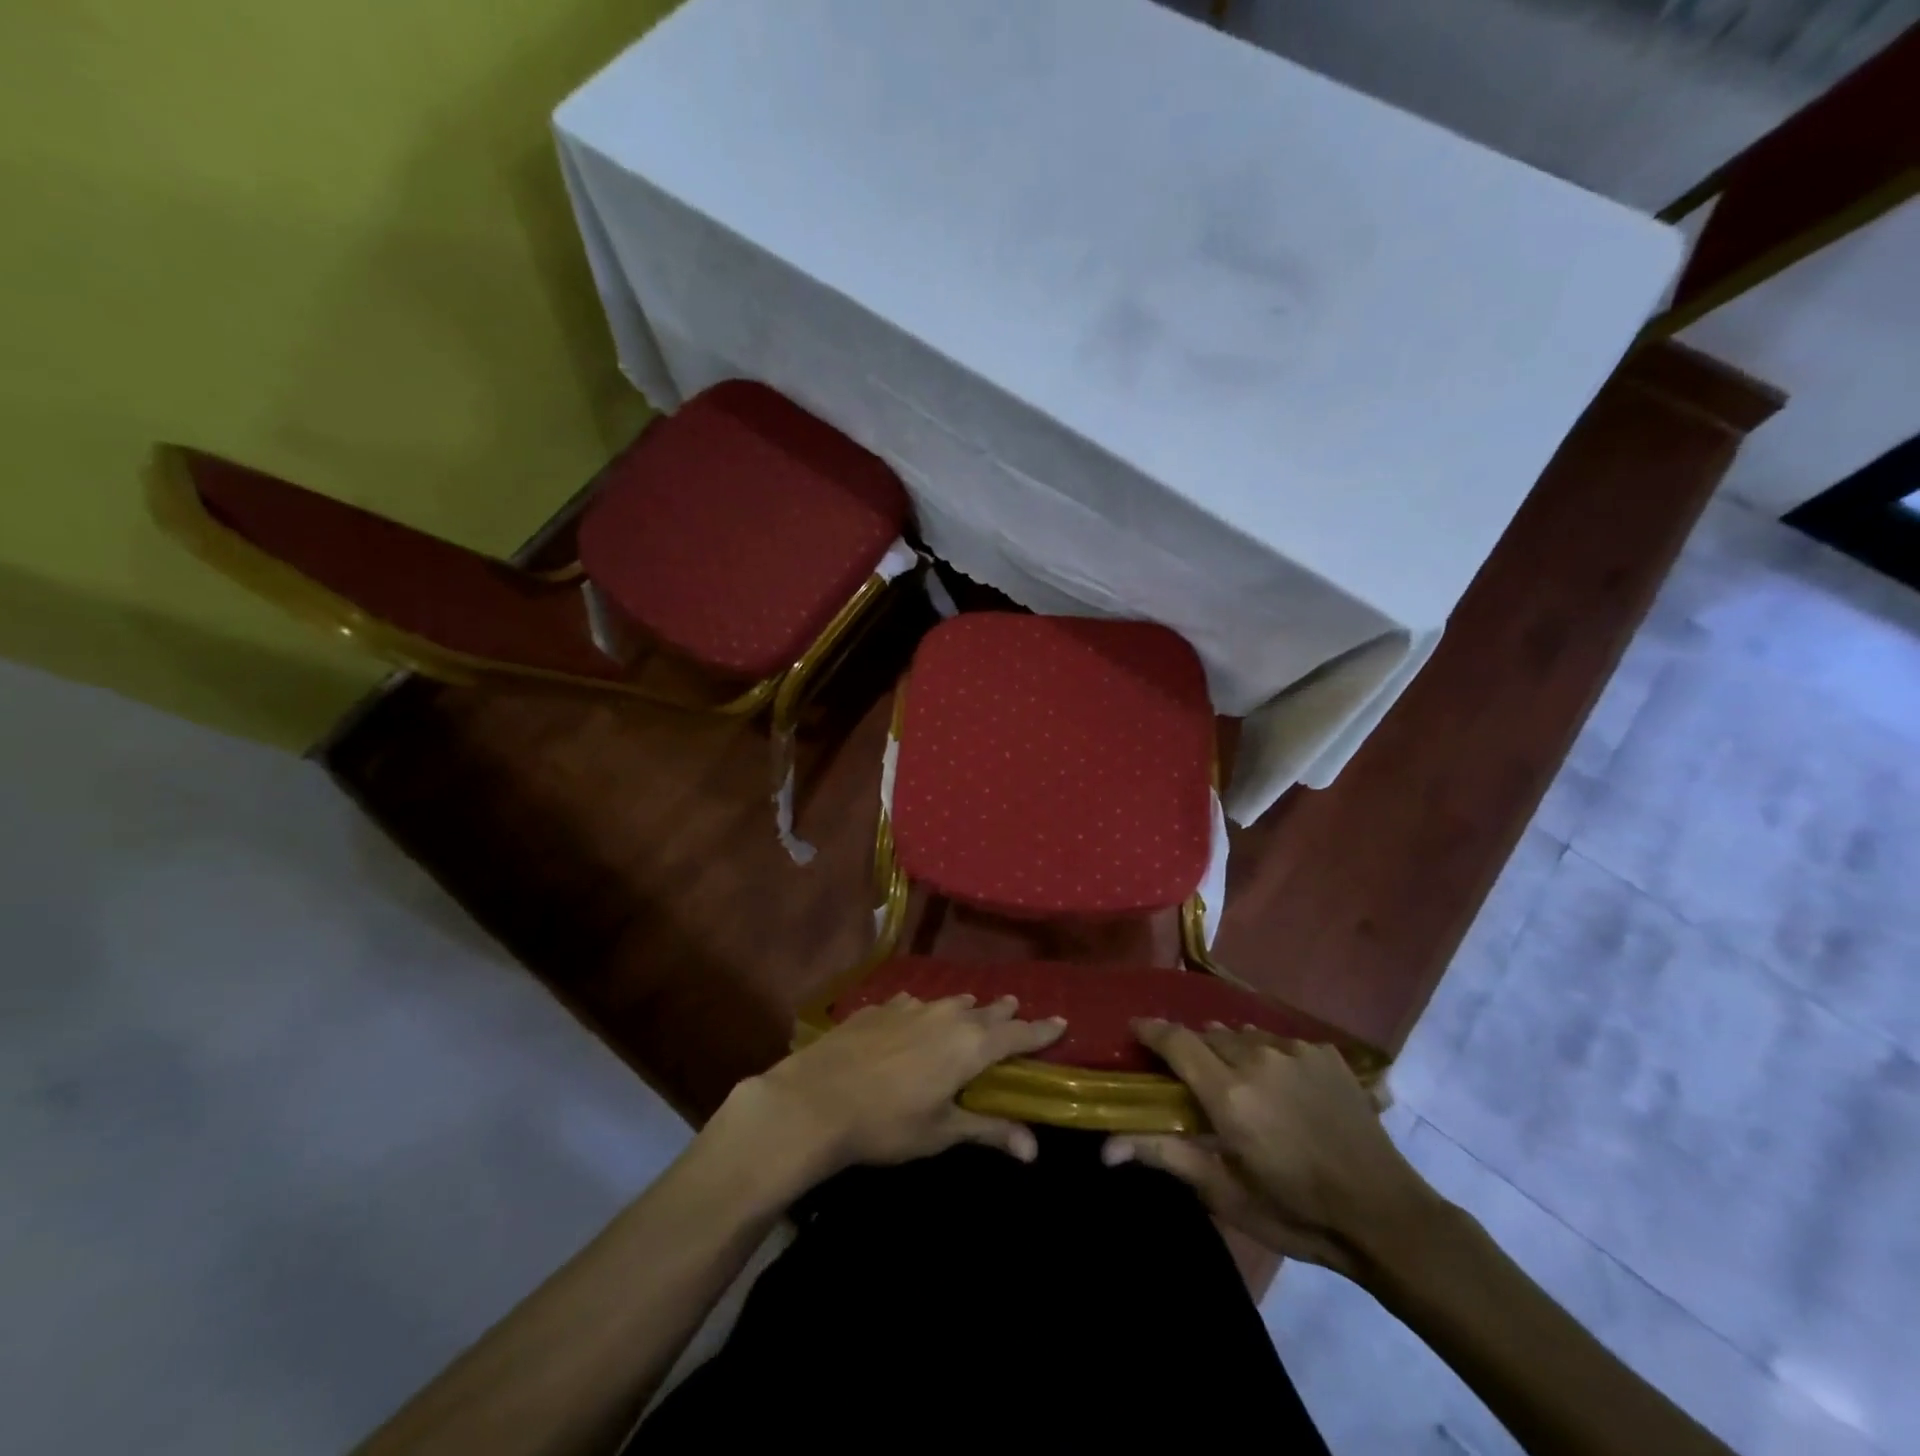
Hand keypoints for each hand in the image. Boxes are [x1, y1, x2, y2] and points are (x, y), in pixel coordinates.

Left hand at [725, 994, 1066, 1183]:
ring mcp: (911, 1006)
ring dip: (966, 1008)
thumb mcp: (940, 1132)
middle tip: (1015, 1010)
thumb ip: (987, 1130)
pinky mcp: (880, 1007)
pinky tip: (915, 1017)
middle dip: (1003, 1013)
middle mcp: (947, 1016)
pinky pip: (914, 1003)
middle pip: (985, 1010)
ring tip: (972, 1010)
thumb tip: (1033, 1148)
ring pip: (950, 1002)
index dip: (1040, 1030)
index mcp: (970, 1045)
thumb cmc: (887, 1124)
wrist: (816, 1098)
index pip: (1017, 1033)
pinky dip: (925, 1011)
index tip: (1061, 1021)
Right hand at [1103, 1022, 1430, 1277]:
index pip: (1175, 1040)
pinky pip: (1280, 1042)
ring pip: (1244, 1035)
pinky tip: (1282, 1087)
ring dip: (1231, 1051)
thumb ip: (1165, 1155)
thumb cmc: (1296, 1211)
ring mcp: (1295, 1051)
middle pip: (1207, 1035)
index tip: (1134, 1029)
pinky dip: (1269, 1056)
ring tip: (1239, 1081)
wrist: (1386, 1215)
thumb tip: (1107, 1146)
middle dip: (1193, 1050)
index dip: (1150, 1029)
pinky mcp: (1325, 1054)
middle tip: (1192, 1079)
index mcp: (1228, 1092)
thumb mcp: (1225, 1193)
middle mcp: (1257, 1057)